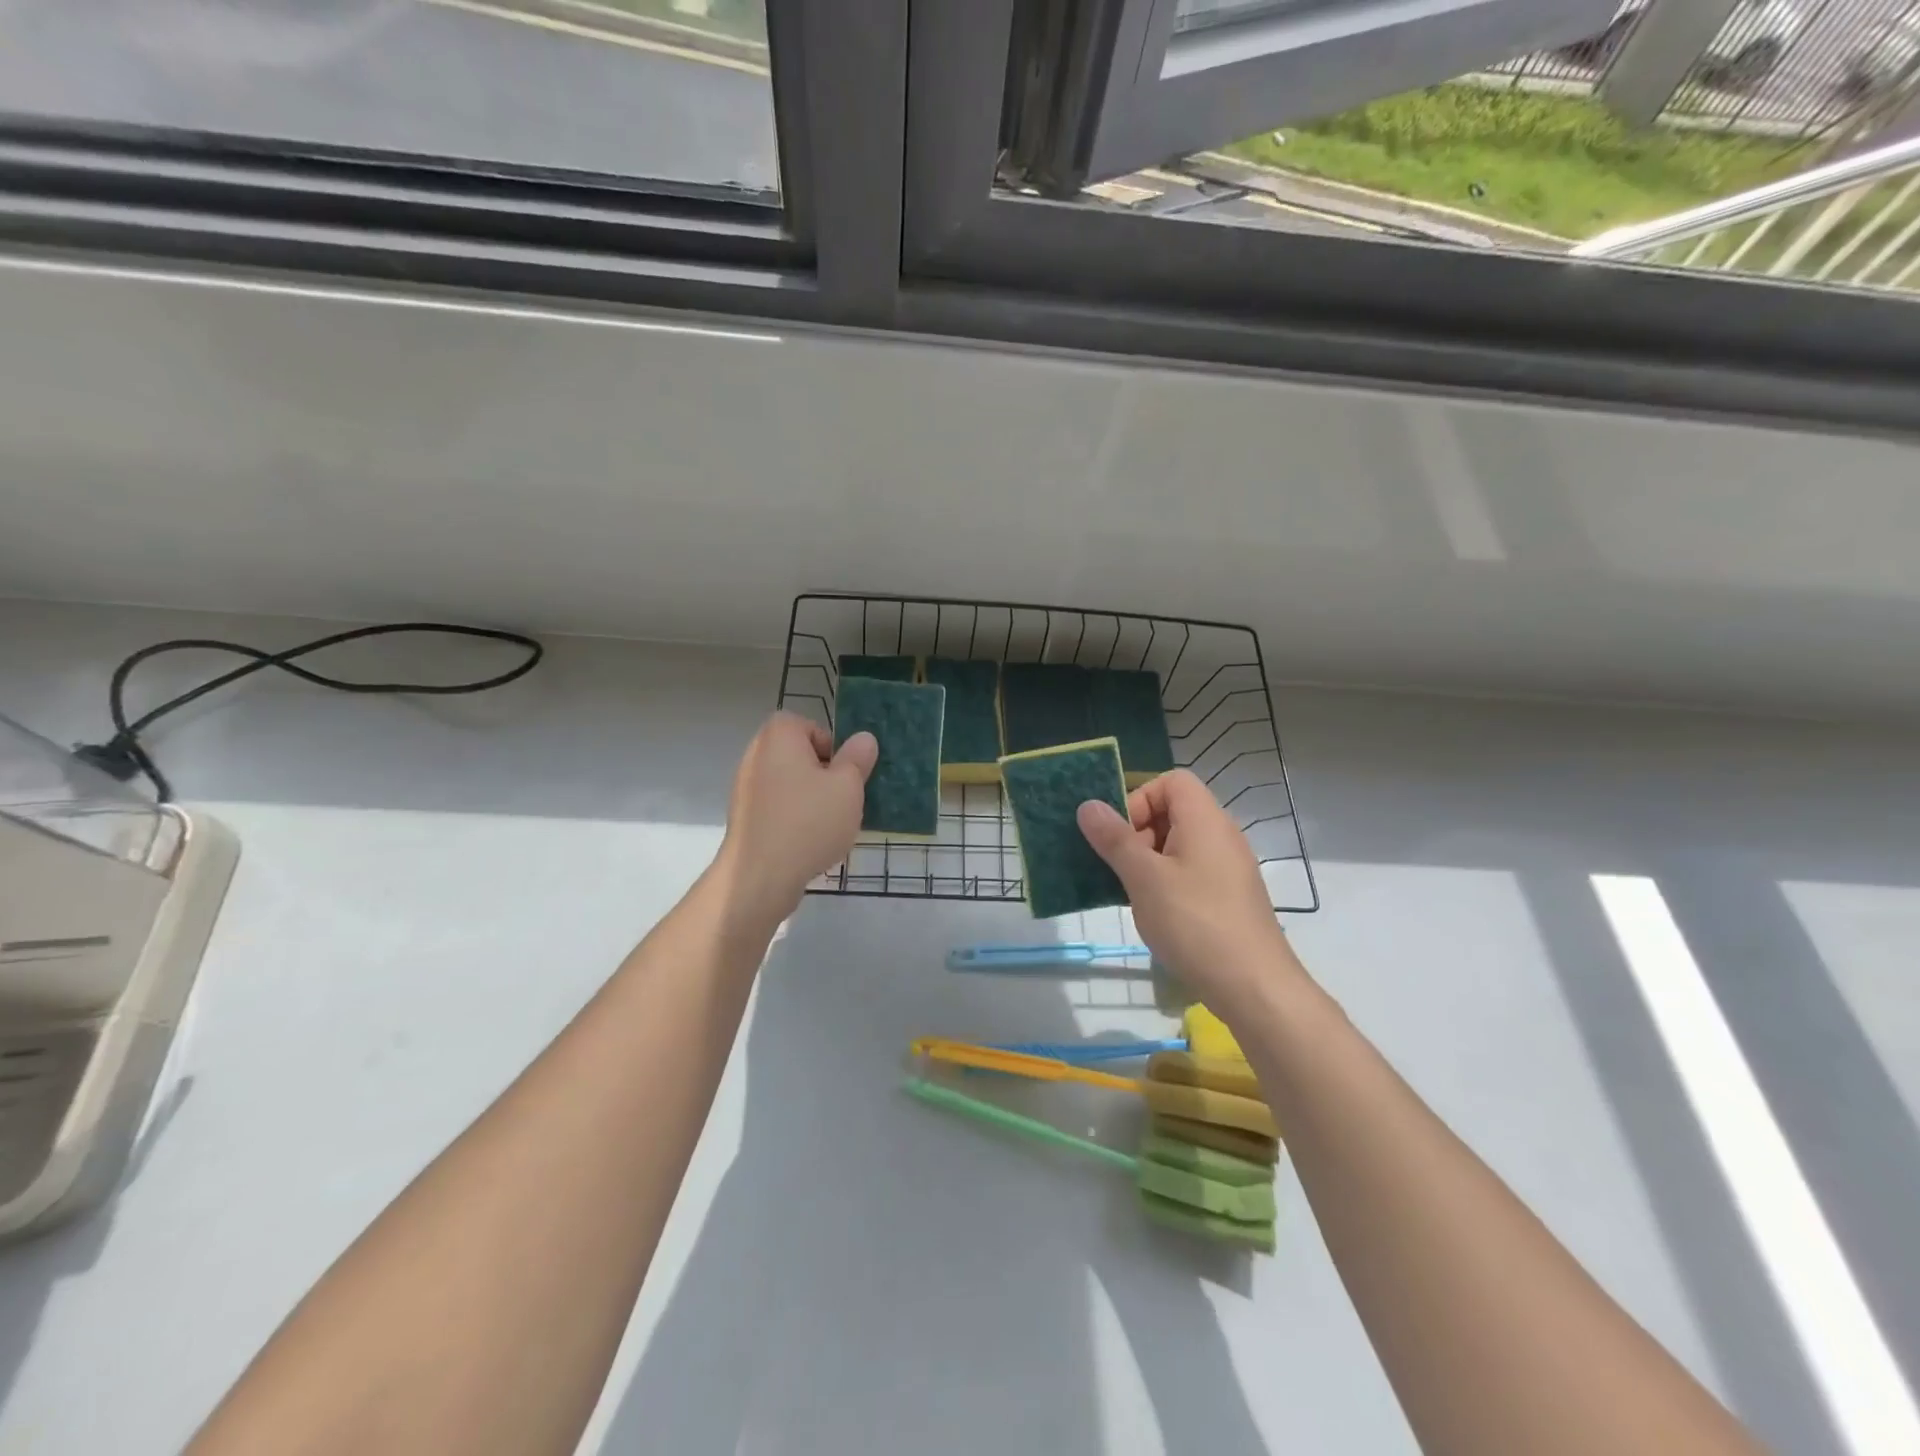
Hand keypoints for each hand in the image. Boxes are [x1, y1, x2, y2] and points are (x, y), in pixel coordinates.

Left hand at [715, 713, 875, 922]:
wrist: (761, 876)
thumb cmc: (809, 821)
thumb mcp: (848, 787)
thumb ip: (857, 759)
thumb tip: (863, 739)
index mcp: (778, 737)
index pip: (807, 725)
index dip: (830, 745)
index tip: (844, 773)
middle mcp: (755, 755)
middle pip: (797, 754)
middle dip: (823, 773)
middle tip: (842, 797)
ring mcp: (745, 788)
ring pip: (788, 782)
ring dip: (810, 797)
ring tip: (829, 824)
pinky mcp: (744, 818)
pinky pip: (777, 807)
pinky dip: (794, 817)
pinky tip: (809, 842)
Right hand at [1077, 770, 1305, 1017]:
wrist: (1254, 988)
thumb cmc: (1195, 923)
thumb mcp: (1144, 878)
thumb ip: (1115, 839)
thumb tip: (1088, 805)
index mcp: (1205, 820)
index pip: (1171, 781)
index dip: (1140, 798)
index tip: (1120, 835)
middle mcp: (1222, 836)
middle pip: (1174, 811)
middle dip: (1139, 833)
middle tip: (1121, 868)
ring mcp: (1229, 869)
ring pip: (1179, 846)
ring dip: (1148, 862)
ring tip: (1132, 894)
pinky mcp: (1230, 898)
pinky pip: (1191, 872)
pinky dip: (1167, 883)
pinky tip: (1155, 914)